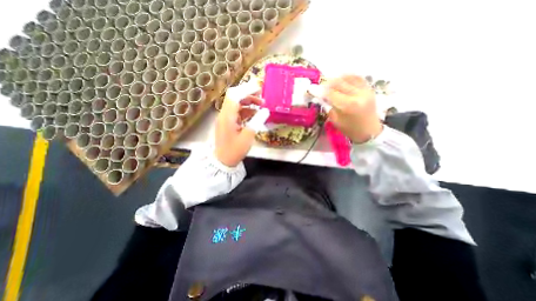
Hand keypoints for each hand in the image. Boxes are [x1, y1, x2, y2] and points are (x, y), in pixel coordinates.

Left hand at [214, 92, 262, 166]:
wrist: (223, 161)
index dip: (247, 89)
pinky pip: (237, 112)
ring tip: (261, 105)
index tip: (259, 88)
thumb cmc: (234, 150)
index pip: (235, 95)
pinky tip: (255, 114)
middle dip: (248, 94)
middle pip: (235, 97)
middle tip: (262, 97)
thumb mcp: (248, 137)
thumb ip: (257, 121)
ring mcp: (225, 118)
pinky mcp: (228, 123)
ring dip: (248, 102)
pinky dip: (246, 110)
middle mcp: (224, 114)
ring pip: (237, 104)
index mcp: (227, 116)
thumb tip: (266, 110)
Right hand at [320, 74, 382, 141]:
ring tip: (330, 84)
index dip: (320, 91)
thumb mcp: (335, 121)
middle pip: (338, 83)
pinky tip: (341, 80)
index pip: (330, 93)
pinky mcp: (369, 89)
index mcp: (347, 106)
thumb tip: (321, 97)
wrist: (369, 131)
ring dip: (336, 79)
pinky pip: (357, 77)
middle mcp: (357, 95)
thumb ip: (328, 107)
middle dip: (327, 84)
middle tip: (320, 87)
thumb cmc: (350, 129)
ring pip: (348, 77)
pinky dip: (347, 77)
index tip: (313, 89)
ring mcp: (365, 90)